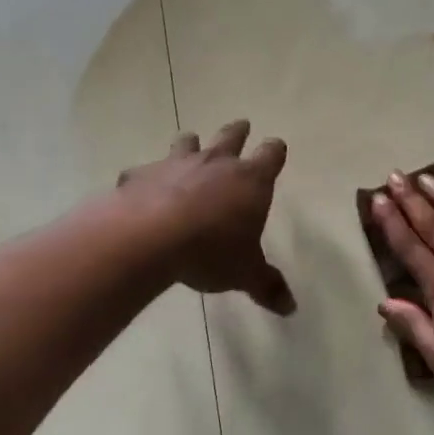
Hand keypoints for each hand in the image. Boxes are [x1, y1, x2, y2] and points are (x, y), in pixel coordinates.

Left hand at [117, 121, 295, 315]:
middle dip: (238, 131)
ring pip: (187, 141)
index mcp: (250, 180)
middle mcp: (216, 162)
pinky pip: (145, 170)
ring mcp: (176, 163)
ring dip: (192, 144)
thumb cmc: (210, 251)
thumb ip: (267, 286)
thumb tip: (291, 308)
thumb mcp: (244, 274)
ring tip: (191, 145)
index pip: (271, 154)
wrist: (149, 238)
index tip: (276, 149)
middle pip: (231, 135)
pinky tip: (141, 188)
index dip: (275, 151)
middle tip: (242, 126)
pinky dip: (147, 177)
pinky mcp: (141, 173)